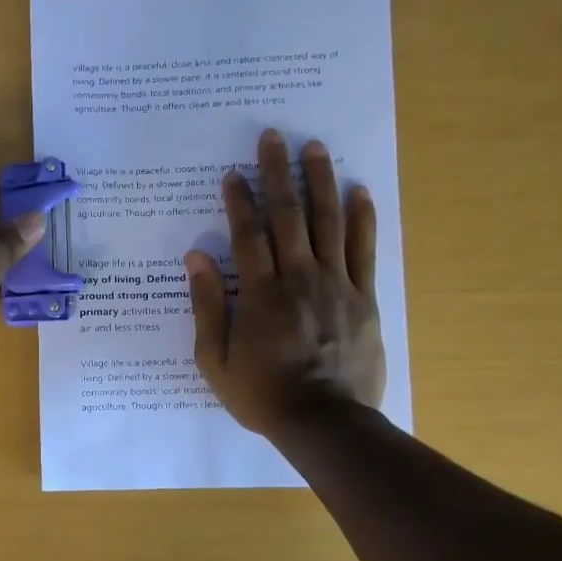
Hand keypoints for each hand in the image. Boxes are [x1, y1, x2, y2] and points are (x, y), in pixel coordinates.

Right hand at [185, 130, 385, 435]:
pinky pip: (365, 250)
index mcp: (260, 294)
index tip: (233, 173)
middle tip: (273, 137)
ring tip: (315, 147)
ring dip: (321, 182)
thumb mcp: (215, 361)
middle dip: (279, 174)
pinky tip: (359, 191)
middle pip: (289, 216)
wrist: (326, 423)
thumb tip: (196, 259)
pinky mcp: (365, 298)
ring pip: (329, 223)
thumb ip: (207, 307)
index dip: (239, 201)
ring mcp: (337, 285)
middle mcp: (299, 278)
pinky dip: (363, 218)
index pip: (248, 235)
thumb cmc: (263, 395)